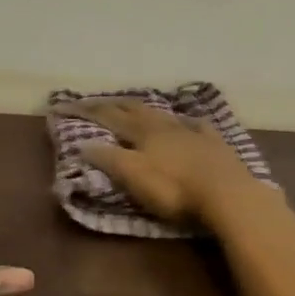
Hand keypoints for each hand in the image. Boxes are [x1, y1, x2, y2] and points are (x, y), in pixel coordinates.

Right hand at [61, 98, 268, 226]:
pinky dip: (186, 122)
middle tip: (98, 101)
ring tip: (136, 106)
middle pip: (136, 110)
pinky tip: (188, 122)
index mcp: (144, 133)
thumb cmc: (175, 190)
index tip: (66, 106)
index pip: (109, 117)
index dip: (87, 112)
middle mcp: (166, 126)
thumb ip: (110, 159)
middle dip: (114, 105)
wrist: (228, 194)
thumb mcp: (135, 177)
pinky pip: (197, 126)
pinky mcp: (215, 145)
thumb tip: (83, 143)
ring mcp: (193, 132)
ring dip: (147, 110)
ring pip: (165, 115)